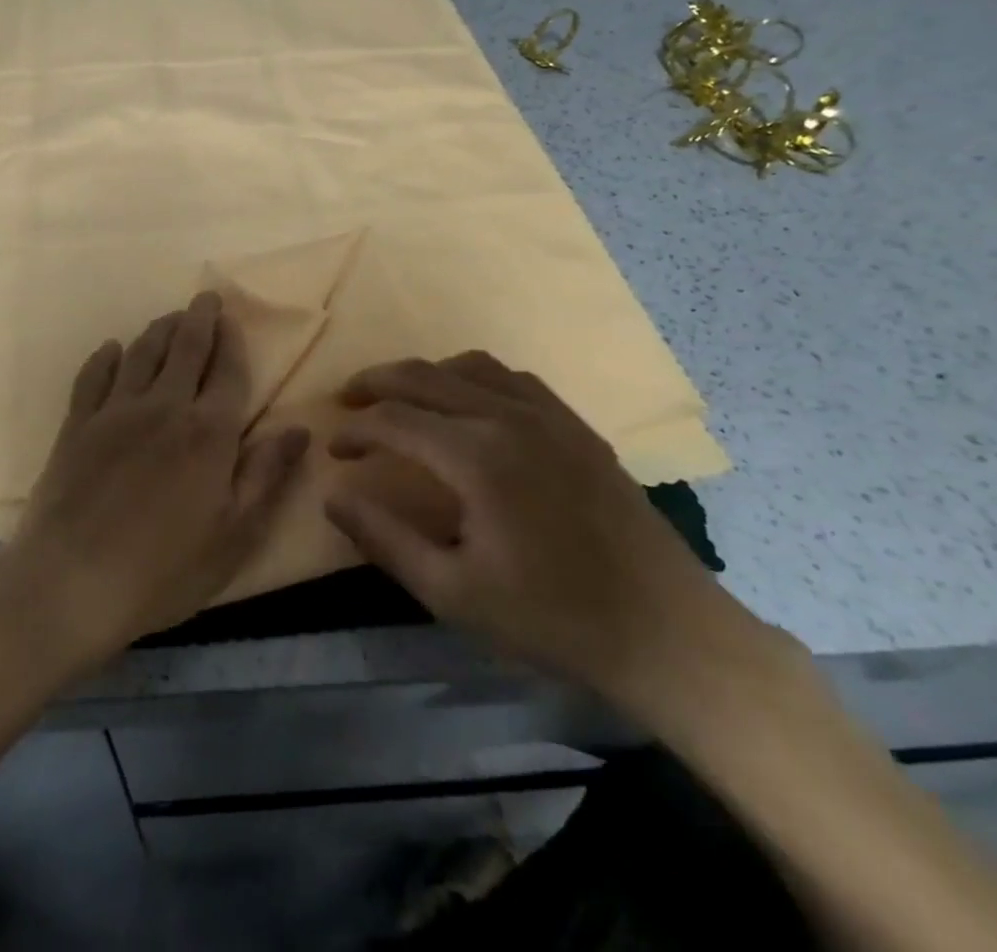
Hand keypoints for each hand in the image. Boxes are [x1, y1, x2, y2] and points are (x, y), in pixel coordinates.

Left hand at [0, 292, 309, 672]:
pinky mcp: (76, 425)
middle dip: (199, 318)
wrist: (70, 583)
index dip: (232, 342)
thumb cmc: (163, 570)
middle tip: (205, 298)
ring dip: (159, 330)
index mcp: (208, 434)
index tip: (233, 319)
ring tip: (170, 318)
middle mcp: (164, 408)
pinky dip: (105, 357)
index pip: (227, 372)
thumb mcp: (234, 536)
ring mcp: (115, 413)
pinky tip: (112, 349)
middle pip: (185, 349)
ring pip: (142, 354)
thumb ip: (267, 476)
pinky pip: (93, 377)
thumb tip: (300, 429)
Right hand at [324, 352, 758, 717]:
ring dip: (424, 374)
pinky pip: (512, 378)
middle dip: (376, 383)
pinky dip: (473, 378)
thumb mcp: (451, 593)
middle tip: (348, 401)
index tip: (335, 450)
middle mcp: (508, 416)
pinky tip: (468, 403)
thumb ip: (384, 538)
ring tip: (400, 396)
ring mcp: (548, 415)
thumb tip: (332, 495)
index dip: (355, 431)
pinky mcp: (576, 425)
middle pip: (424, 376)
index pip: (393, 420)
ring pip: (468, 366)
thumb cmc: (551, 618)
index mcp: (475, 457)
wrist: (664, 631)